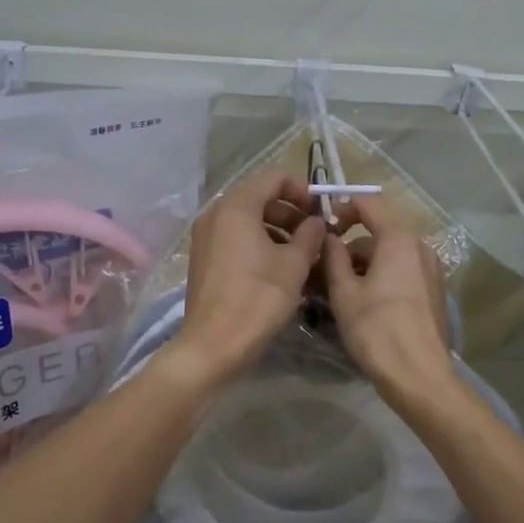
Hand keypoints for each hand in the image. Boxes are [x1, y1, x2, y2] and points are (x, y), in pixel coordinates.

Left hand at [171, 170, 326, 386]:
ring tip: (301, 254)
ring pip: (247, 220)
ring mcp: (205, 237)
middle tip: (314, 234)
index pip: (273, 177)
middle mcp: (216, 214)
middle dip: (290, 211)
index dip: (302, 190)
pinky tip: (278, 268)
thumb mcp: (294, 264)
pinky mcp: (203, 259)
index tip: (320, 212)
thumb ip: (309, 235)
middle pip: (259, 197)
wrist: (214, 345)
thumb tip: (315, 222)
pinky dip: (258, 243)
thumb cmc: (258, 298)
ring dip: (276, 229)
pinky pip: (235, 238)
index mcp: (236, 206)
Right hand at [321, 194, 454, 401]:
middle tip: (324, 265)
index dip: (343, 207)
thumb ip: (334, 256)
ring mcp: (431, 269)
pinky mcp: (434, 290)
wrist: (419, 376)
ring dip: (364, 262)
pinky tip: (363, 301)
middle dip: (350, 243)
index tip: (323, 226)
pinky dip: (381, 275)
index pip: (370, 202)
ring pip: (390, 252)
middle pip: (380, 229)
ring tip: (338, 288)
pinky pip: (402, 270)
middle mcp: (420, 246)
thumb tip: (330, 237)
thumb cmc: (376, 330)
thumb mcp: (344, 292)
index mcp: (399, 239)